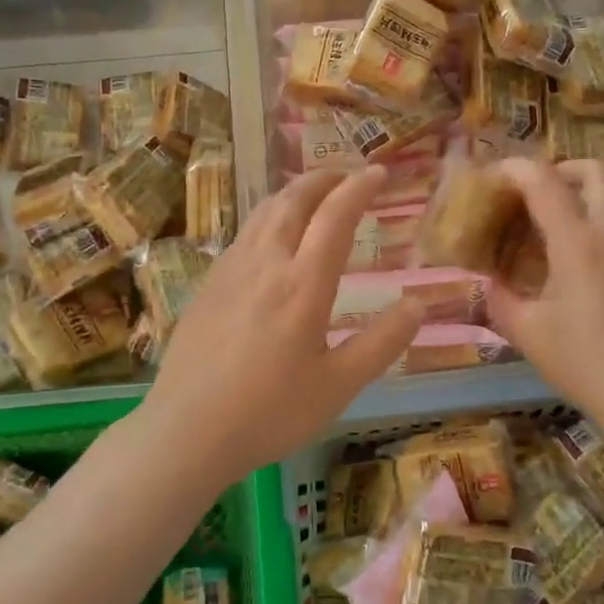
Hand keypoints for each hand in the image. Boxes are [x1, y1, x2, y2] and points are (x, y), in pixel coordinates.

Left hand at [143, 167, 421, 479]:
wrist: (185, 431)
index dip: (359, 188)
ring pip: (264, 212)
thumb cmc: (269, 412)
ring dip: (293, 193)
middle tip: (346, 174)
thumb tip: (418, 304)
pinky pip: (244, 233)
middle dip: (324, 179)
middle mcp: (266, 263)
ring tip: (312, 195)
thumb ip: (382, 342)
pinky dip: (269, 216)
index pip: (335, 217)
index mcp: (303, 284)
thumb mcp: (338, 386)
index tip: (378, 172)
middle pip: (294, 200)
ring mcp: (230, 270)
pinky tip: (271, 237)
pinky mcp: (208, 284)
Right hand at [485, 159, 603, 422]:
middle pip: (594, 169)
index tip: (492, 179)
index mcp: (577, 242)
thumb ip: (499, 298)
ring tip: (562, 220)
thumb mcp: (526, 331)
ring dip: (588, 192)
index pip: (543, 180)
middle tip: (534, 194)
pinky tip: (590, 250)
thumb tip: (489, 281)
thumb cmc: (582, 361)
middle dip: (559, 169)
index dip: (513, 169)